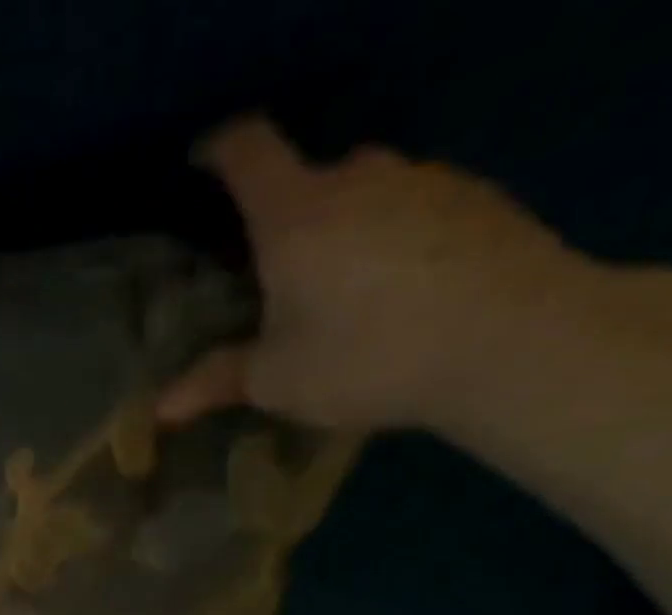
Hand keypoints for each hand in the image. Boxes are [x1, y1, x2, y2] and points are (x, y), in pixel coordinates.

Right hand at [158, 119, 584, 431]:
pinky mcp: (474, 198)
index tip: (204, 161)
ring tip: (345, 292)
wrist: (509, 339)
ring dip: (345, 228)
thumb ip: (218, 381)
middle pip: (310, 177)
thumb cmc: (367, 357)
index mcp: (296, 216)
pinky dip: (394, 238)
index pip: (249, 153)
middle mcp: (358, 178)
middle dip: (288, 215)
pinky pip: (413, 208)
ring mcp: (424, 180)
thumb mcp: (278, 381)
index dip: (221, 150)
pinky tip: (401, 293)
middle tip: (281, 272)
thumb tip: (162, 408)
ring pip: (366, 193)